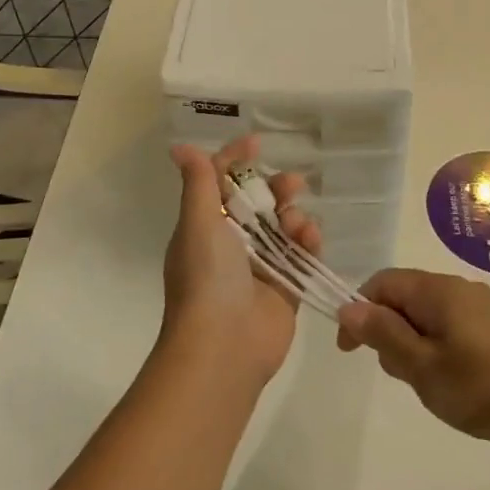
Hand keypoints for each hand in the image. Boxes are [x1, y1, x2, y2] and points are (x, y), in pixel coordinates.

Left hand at [163, 136, 320, 383]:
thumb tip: (179, 148)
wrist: (224, 346)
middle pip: (256, 203)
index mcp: (204, 227)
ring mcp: (260, 266)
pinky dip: (308, 242)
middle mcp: (230, 244)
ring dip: (293, 215)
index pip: (218, 183)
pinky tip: (311, 238)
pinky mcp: (285, 288)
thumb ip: (198, 183)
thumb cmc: (206, 278)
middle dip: (274, 188)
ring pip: (282, 226)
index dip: (235, 160)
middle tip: (292, 184)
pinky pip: (302, 255)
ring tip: (296, 223)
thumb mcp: (197, 223)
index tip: (256, 143)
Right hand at [336, 269, 489, 443]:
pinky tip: (452, 378)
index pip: (382, 282)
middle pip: (405, 296)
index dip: (359, 310)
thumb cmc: (479, 387)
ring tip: (429, 382)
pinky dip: (437, 345)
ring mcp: (481, 304)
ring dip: (414, 341)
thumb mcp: (421, 366)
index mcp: (436, 289)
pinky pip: (451, 323)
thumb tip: (348, 307)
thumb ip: (383, 334)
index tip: (351, 349)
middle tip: (399, 373)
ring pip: (428, 313)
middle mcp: (458, 286)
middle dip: (389, 330)